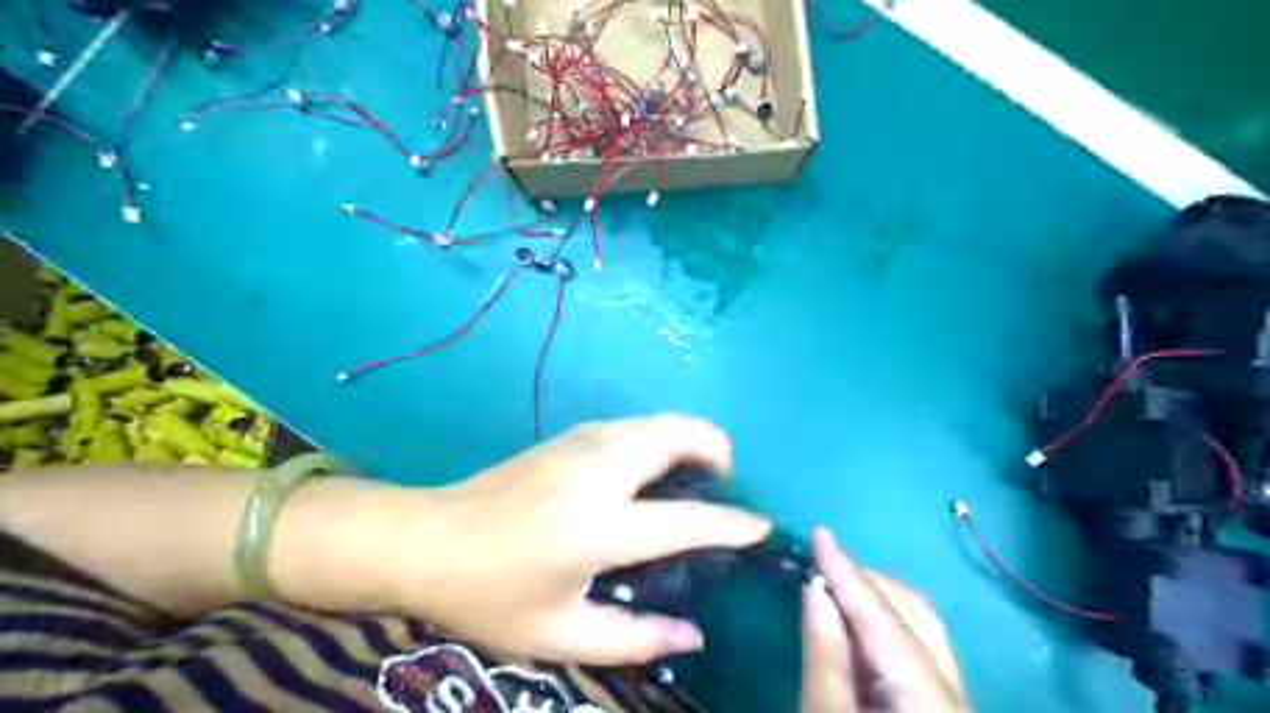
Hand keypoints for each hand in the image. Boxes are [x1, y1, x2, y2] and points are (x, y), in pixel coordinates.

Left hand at [361, 416, 768, 665]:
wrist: (426, 539)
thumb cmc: (491, 594)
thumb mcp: (561, 634)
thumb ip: (635, 638)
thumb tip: (695, 635)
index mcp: (598, 527)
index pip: (686, 518)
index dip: (733, 523)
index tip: (762, 525)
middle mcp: (598, 472)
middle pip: (677, 433)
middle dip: (716, 448)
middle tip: (722, 484)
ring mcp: (581, 444)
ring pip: (655, 420)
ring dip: (687, 437)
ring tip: (692, 475)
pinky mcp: (568, 435)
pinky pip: (631, 424)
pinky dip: (657, 436)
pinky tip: (647, 470)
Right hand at [797, 526, 969, 709]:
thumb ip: (824, 654)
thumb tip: (815, 588)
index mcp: (927, 695)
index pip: (882, 617)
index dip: (847, 571)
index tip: (820, 532)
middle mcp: (954, 688)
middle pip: (913, 611)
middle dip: (865, 582)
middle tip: (820, 570)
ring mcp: (955, 697)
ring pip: (922, 625)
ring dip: (876, 601)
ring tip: (835, 591)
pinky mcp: (944, 704)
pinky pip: (921, 646)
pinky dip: (886, 624)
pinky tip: (859, 627)